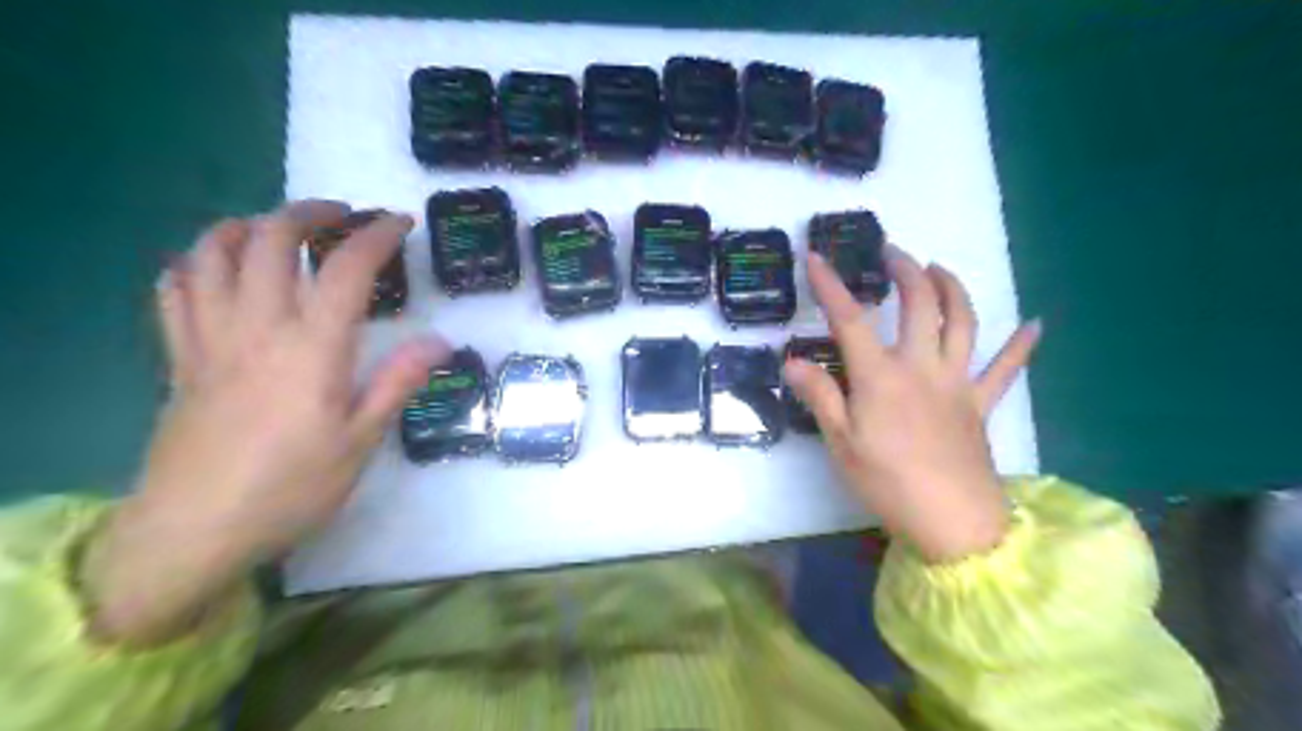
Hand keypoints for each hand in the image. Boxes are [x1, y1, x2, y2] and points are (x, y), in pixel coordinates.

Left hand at [86, 203, 449, 641]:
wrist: (195, 529)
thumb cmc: (292, 487)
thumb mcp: (362, 440)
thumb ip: (398, 382)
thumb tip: (439, 340)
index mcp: (311, 348)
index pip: (345, 269)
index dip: (376, 235)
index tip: (399, 223)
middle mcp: (257, 327)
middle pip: (270, 240)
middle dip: (309, 213)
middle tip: (342, 216)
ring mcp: (209, 338)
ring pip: (212, 252)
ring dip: (247, 224)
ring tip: (278, 229)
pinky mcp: (180, 357)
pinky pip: (174, 289)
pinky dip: (196, 262)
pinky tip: (218, 268)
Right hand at [787, 247, 1044, 563]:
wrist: (953, 522)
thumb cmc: (888, 483)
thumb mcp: (841, 443)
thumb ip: (819, 397)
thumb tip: (792, 362)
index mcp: (881, 377)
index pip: (850, 320)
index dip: (830, 286)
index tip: (815, 257)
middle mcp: (921, 367)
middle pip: (919, 305)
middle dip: (905, 270)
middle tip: (892, 251)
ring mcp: (957, 382)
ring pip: (963, 322)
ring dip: (953, 288)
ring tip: (939, 268)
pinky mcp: (981, 404)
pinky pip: (1006, 369)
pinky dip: (1021, 346)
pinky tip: (1035, 324)